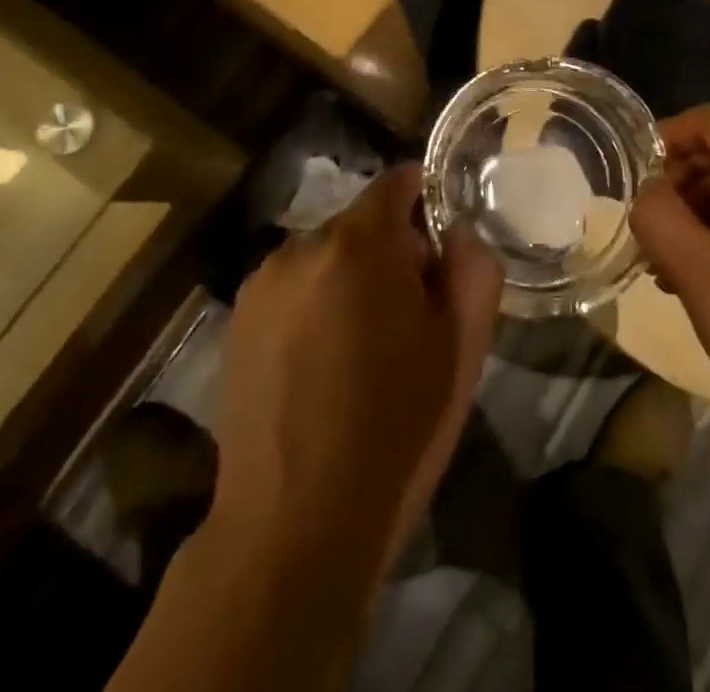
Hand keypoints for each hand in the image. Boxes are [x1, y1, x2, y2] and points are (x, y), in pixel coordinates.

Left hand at [211, 164, 501, 578]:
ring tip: (362, 348)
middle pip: (361, 222)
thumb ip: (473, 267)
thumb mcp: (462, 347)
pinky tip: (321, 366)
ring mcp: (261, 285)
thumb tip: (455, 232)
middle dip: (391, 250)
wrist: (294, 526)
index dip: (425, 201)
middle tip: (410, 315)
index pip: (397, 182)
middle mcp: (301, 248)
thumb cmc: (395, 429)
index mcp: (359, 245)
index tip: (441, 246)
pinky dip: (315, 304)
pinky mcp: (236, 321)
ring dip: (350, 278)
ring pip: (325, 255)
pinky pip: (293, 287)